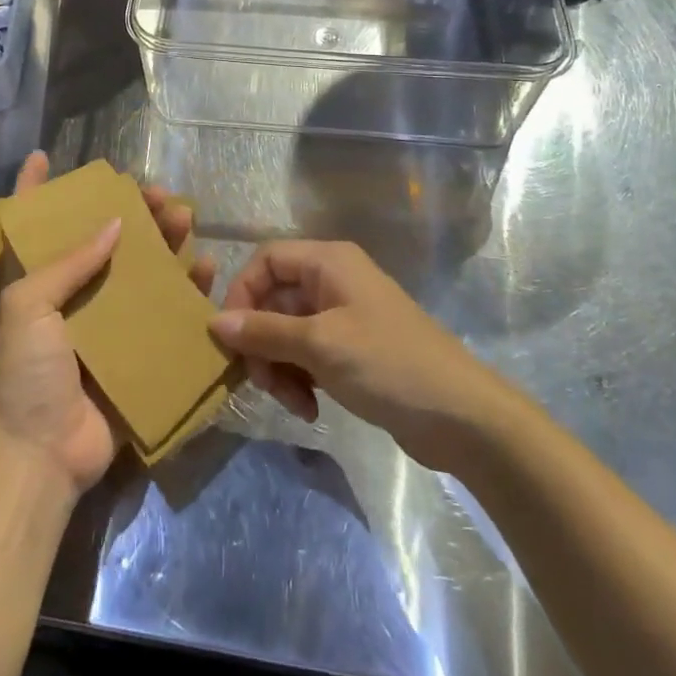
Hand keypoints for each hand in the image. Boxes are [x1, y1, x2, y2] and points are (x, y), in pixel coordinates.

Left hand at [0, 152, 212, 495]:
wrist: (42, 454)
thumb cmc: (25, 372)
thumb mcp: (29, 305)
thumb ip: (70, 262)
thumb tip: (117, 224)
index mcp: (39, 281)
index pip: (30, 224)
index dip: (33, 188)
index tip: (43, 155)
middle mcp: (75, 294)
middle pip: (104, 239)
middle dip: (131, 211)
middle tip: (160, 194)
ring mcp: (108, 323)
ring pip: (141, 270)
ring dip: (165, 242)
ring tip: (185, 219)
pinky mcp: (137, 351)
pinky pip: (166, 313)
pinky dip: (187, 291)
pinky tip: (204, 269)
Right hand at [208, 239, 494, 469]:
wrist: (461, 416)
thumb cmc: (387, 364)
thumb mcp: (319, 345)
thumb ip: (264, 331)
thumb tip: (214, 322)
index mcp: (328, 261)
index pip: (265, 260)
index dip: (242, 293)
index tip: (231, 337)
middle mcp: (333, 280)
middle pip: (274, 299)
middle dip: (262, 341)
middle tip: (261, 382)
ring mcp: (344, 316)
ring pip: (287, 331)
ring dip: (279, 366)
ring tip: (292, 403)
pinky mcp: (352, 350)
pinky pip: (308, 354)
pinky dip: (300, 378)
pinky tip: (310, 409)